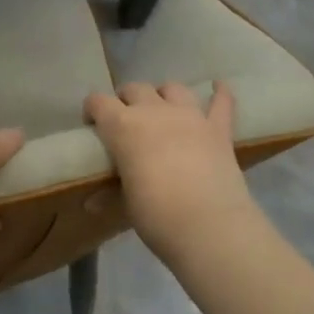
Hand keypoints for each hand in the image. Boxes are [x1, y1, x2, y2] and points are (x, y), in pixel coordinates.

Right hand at [84, 82, 257, 259]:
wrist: (209, 225)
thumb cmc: (156, 215)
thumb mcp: (126, 203)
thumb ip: (111, 193)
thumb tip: (92, 203)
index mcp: (123, 127)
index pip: (98, 102)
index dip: (92, 109)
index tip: (92, 125)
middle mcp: (154, 111)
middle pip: (135, 89)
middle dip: (126, 100)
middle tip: (125, 121)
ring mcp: (190, 116)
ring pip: (172, 88)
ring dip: (163, 95)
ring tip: (162, 109)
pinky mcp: (219, 129)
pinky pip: (221, 102)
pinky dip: (219, 93)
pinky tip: (219, 87)